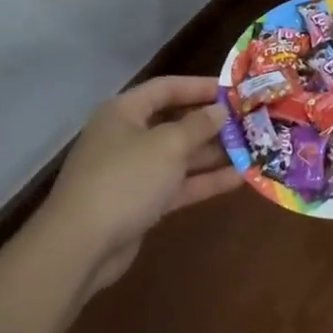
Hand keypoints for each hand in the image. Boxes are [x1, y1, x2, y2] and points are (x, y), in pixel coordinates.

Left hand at [38, 76, 237, 294]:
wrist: (80, 246)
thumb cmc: (125, 179)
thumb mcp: (168, 145)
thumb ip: (198, 125)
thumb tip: (219, 111)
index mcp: (125, 112)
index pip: (167, 87)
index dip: (200, 86)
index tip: (234, 90)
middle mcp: (127, 136)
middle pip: (175, 122)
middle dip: (211, 123)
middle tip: (249, 121)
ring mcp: (133, 172)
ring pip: (179, 156)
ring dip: (213, 153)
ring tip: (252, 148)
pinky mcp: (141, 202)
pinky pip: (177, 184)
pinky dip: (204, 180)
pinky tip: (238, 178)